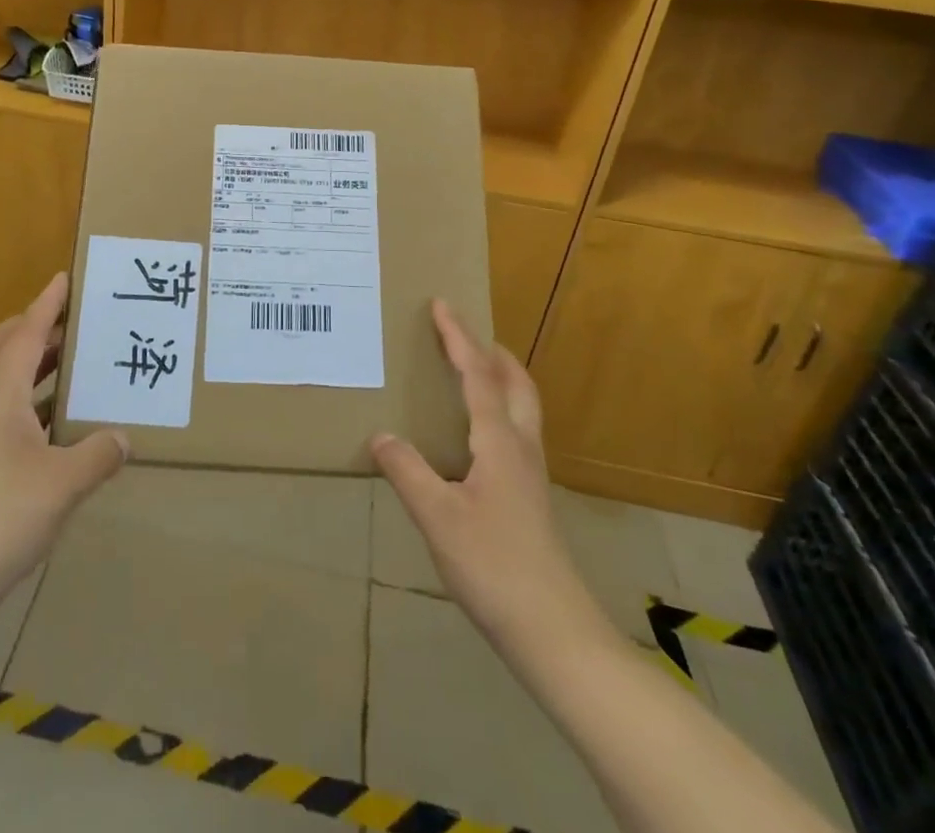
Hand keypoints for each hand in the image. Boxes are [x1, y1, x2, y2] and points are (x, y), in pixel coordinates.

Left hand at [0, 273, 128, 596]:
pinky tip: (60, 419)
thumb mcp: (64, 482)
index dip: (46, 304)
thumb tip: (124, 436)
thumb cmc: (2, 516)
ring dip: (33, 361)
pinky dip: (32, 397)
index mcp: (2, 395)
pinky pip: (7, 408)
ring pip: (3, 378)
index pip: (26, 334)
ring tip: (73, 361)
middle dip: (33, 326)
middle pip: (2, 347)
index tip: (64, 277)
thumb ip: (98, 454)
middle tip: (70, 322)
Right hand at [372, 301, 593, 654]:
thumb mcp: (437, 517)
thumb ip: (407, 471)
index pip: (478, 375)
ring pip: (522, 408)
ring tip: (472, 372)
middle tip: (465, 334)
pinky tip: (475, 436)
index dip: (458, 338)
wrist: (553, 631)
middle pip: (516, 384)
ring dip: (500, 379)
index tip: (442, 304)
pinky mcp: (530, 498)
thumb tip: (381, 435)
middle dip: (492, 352)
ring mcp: (531, 474)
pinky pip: (516, 433)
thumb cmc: (493, 565)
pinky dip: (498, 410)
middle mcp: (521, 448)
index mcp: (499, 442)